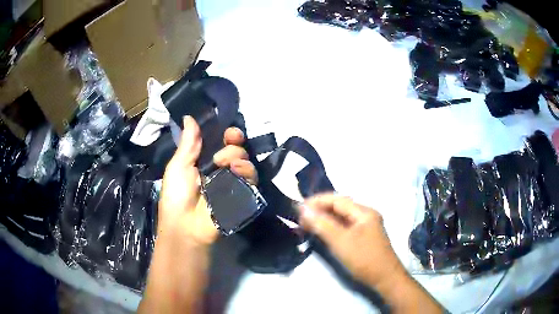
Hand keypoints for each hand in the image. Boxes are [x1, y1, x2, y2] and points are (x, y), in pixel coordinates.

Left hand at [158, 116, 256, 245]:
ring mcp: (233, 183)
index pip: (222, 143)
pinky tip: (236, 171)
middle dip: (234, 143)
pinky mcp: (243, 196)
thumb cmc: (176, 195)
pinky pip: (252, 179)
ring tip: (226, 164)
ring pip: (246, 162)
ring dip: (239, 156)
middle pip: (238, 149)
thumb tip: (189, 116)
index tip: (228, 132)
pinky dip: (247, 171)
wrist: (185, 225)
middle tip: (227, 145)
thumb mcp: (178, 166)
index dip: (228, 135)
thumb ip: (189, 142)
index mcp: (206, 161)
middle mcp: (222, 170)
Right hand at [299, 194, 404, 287]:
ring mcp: (366, 226)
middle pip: (339, 207)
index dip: (317, 201)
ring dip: (324, 219)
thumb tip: (303, 209)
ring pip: (341, 217)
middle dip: (319, 210)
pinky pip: (344, 227)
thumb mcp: (341, 242)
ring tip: (306, 224)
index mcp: (364, 212)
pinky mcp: (363, 236)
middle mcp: (365, 215)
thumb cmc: (364, 259)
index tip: (298, 207)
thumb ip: (322, 224)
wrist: (385, 279)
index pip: (337, 199)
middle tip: (300, 218)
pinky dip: (331, 228)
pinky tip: (321, 232)